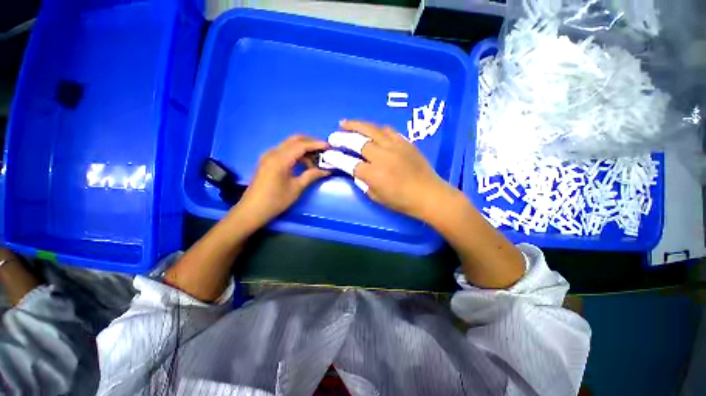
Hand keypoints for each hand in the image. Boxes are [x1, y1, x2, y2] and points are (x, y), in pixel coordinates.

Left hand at [237, 135, 329, 226]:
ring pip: (289, 145)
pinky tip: (303, 164)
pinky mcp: (267, 161)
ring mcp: (268, 156)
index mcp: (280, 159)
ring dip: (303, 149)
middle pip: (294, 140)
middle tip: (323, 151)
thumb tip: (326, 170)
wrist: (252, 210)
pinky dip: (296, 154)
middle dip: (310, 143)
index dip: (316, 144)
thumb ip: (312, 175)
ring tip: (315, 161)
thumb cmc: (276, 200)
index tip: (329, 146)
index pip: (301, 145)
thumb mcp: (296, 188)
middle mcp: (273, 152)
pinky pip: (284, 151)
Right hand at [342, 120, 454, 220]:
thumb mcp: (377, 197)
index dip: (336, 158)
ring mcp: (395, 146)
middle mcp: (382, 157)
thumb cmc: (402, 201)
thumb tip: (355, 171)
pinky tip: (370, 129)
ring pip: (371, 130)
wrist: (429, 194)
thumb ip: (363, 182)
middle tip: (333, 136)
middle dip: (342, 137)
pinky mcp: (405, 142)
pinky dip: (375, 128)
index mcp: (374, 174)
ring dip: (356, 125)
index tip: (328, 154)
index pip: (349, 162)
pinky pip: (388, 130)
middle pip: (358, 141)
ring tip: (345, 123)